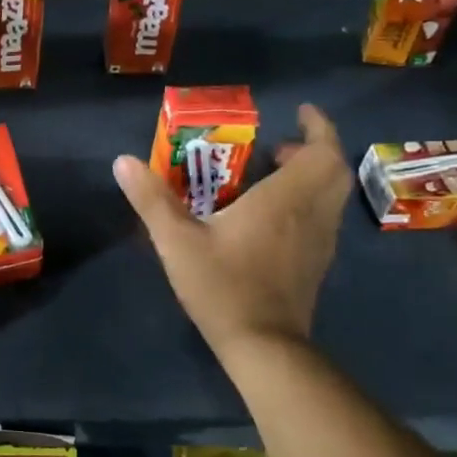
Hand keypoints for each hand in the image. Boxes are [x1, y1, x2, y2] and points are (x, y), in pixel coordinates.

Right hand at [114, 103, 351, 360]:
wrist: (262, 345)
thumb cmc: (223, 286)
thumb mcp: (177, 241)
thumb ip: (151, 200)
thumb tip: (123, 161)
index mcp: (284, 199)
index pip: (323, 151)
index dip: (319, 126)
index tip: (302, 111)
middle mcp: (311, 214)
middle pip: (333, 170)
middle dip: (314, 149)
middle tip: (277, 147)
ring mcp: (319, 241)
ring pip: (331, 195)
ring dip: (311, 176)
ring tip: (272, 176)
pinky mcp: (317, 263)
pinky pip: (322, 218)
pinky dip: (308, 203)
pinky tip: (272, 217)